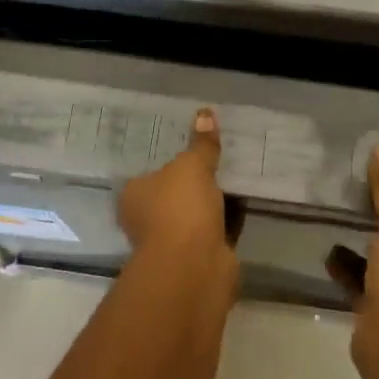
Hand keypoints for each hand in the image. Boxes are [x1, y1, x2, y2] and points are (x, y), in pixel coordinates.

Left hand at [117, 109, 232, 268]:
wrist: (195, 265)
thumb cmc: (180, 207)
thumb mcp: (192, 166)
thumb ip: (201, 143)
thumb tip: (205, 112)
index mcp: (134, 195)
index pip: (148, 174)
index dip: (168, 163)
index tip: (190, 150)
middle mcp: (147, 220)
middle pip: (172, 195)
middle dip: (193, 183)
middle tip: (217, 159)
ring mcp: (173, 241)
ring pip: (195, 214)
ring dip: (213, 202)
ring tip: (236, 174)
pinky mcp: (199, 256)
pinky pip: (216, 229)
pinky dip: (228, 219)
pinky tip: (245, 200)